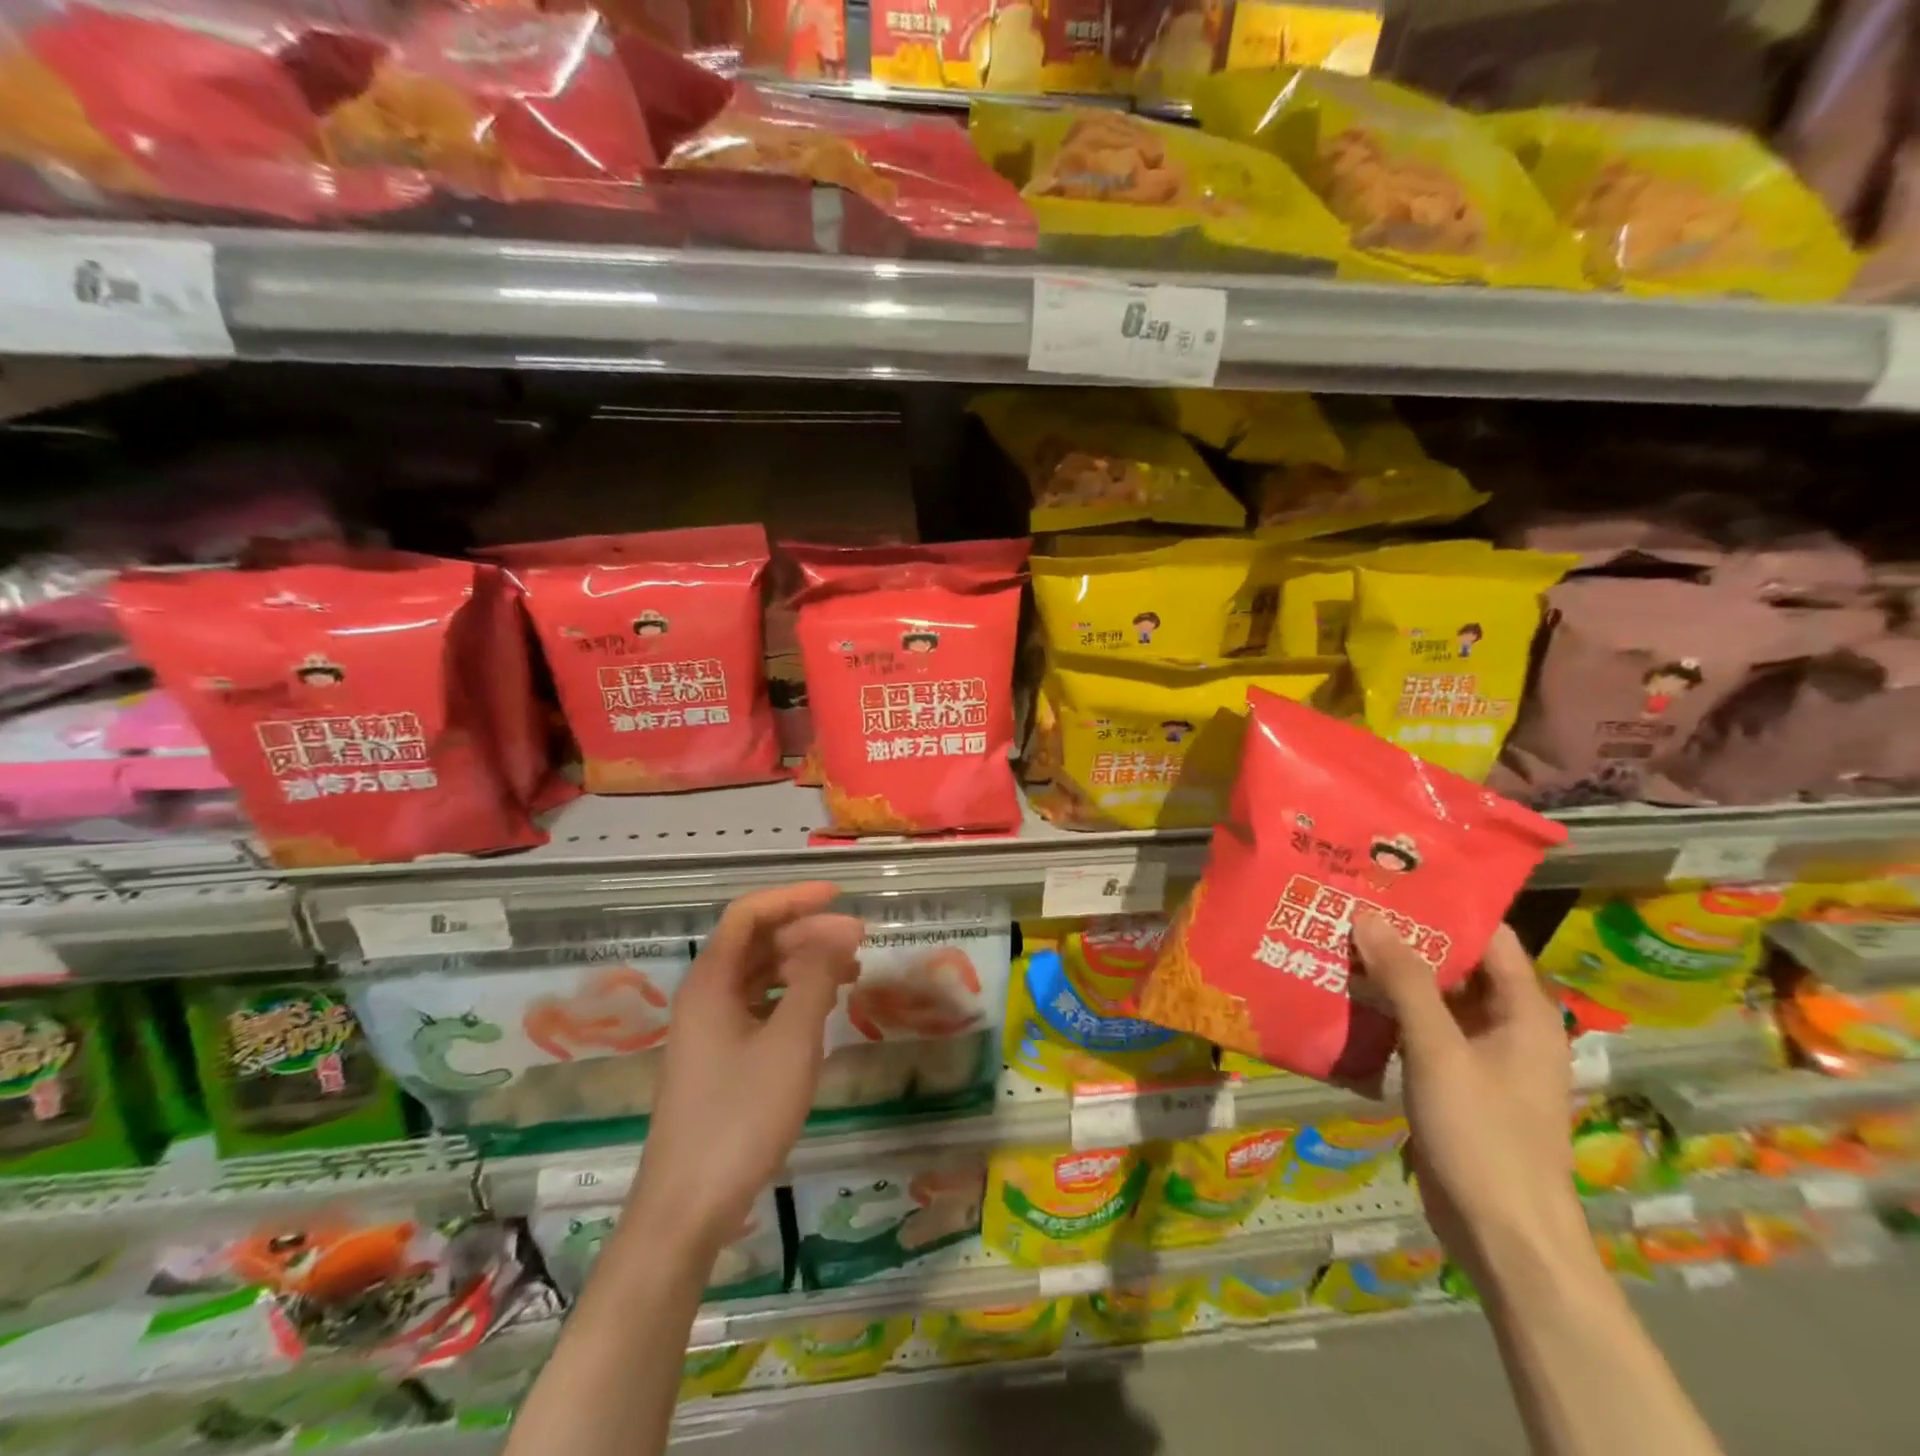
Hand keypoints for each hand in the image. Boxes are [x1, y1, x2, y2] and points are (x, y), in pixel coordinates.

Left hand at [630, 883, 863, 1258]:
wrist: (688, 1207)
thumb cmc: (741, 1116)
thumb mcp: (791, 1042)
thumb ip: (816, 979)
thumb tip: (839, 931)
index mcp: (712, 982)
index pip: (750, 914)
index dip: (793, 897)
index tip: (838, 896)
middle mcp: (705, 996)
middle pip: (756, 942)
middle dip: (807, 932)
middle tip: (858, 940)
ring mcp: (708, 1029)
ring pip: (759, 975)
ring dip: (803, 964)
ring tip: (850, 971)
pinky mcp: (718, 1058)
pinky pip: (758, 1006)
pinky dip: (792, 996)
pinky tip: (822, 1008)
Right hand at [1351, 913, 1590, 1291]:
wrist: (1505, 1236)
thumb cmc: (1483, 1135)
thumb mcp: (1439, 1050)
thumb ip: (1406, 980)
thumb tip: (1370, 915)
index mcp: (1523, 1012)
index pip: (1489, 937)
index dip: (1445, 905)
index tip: (1391, 878)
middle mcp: (1508, 1027)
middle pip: (1457, 964)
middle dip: (1407, 936)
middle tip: (1351, 904)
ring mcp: (1482, 1057)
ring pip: (1435, 998)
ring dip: (1393, 974)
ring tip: (1340, 940)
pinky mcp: (1457, 1083)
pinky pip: (1423, 1031)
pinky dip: (1391, 1011)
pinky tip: (1348, 997)